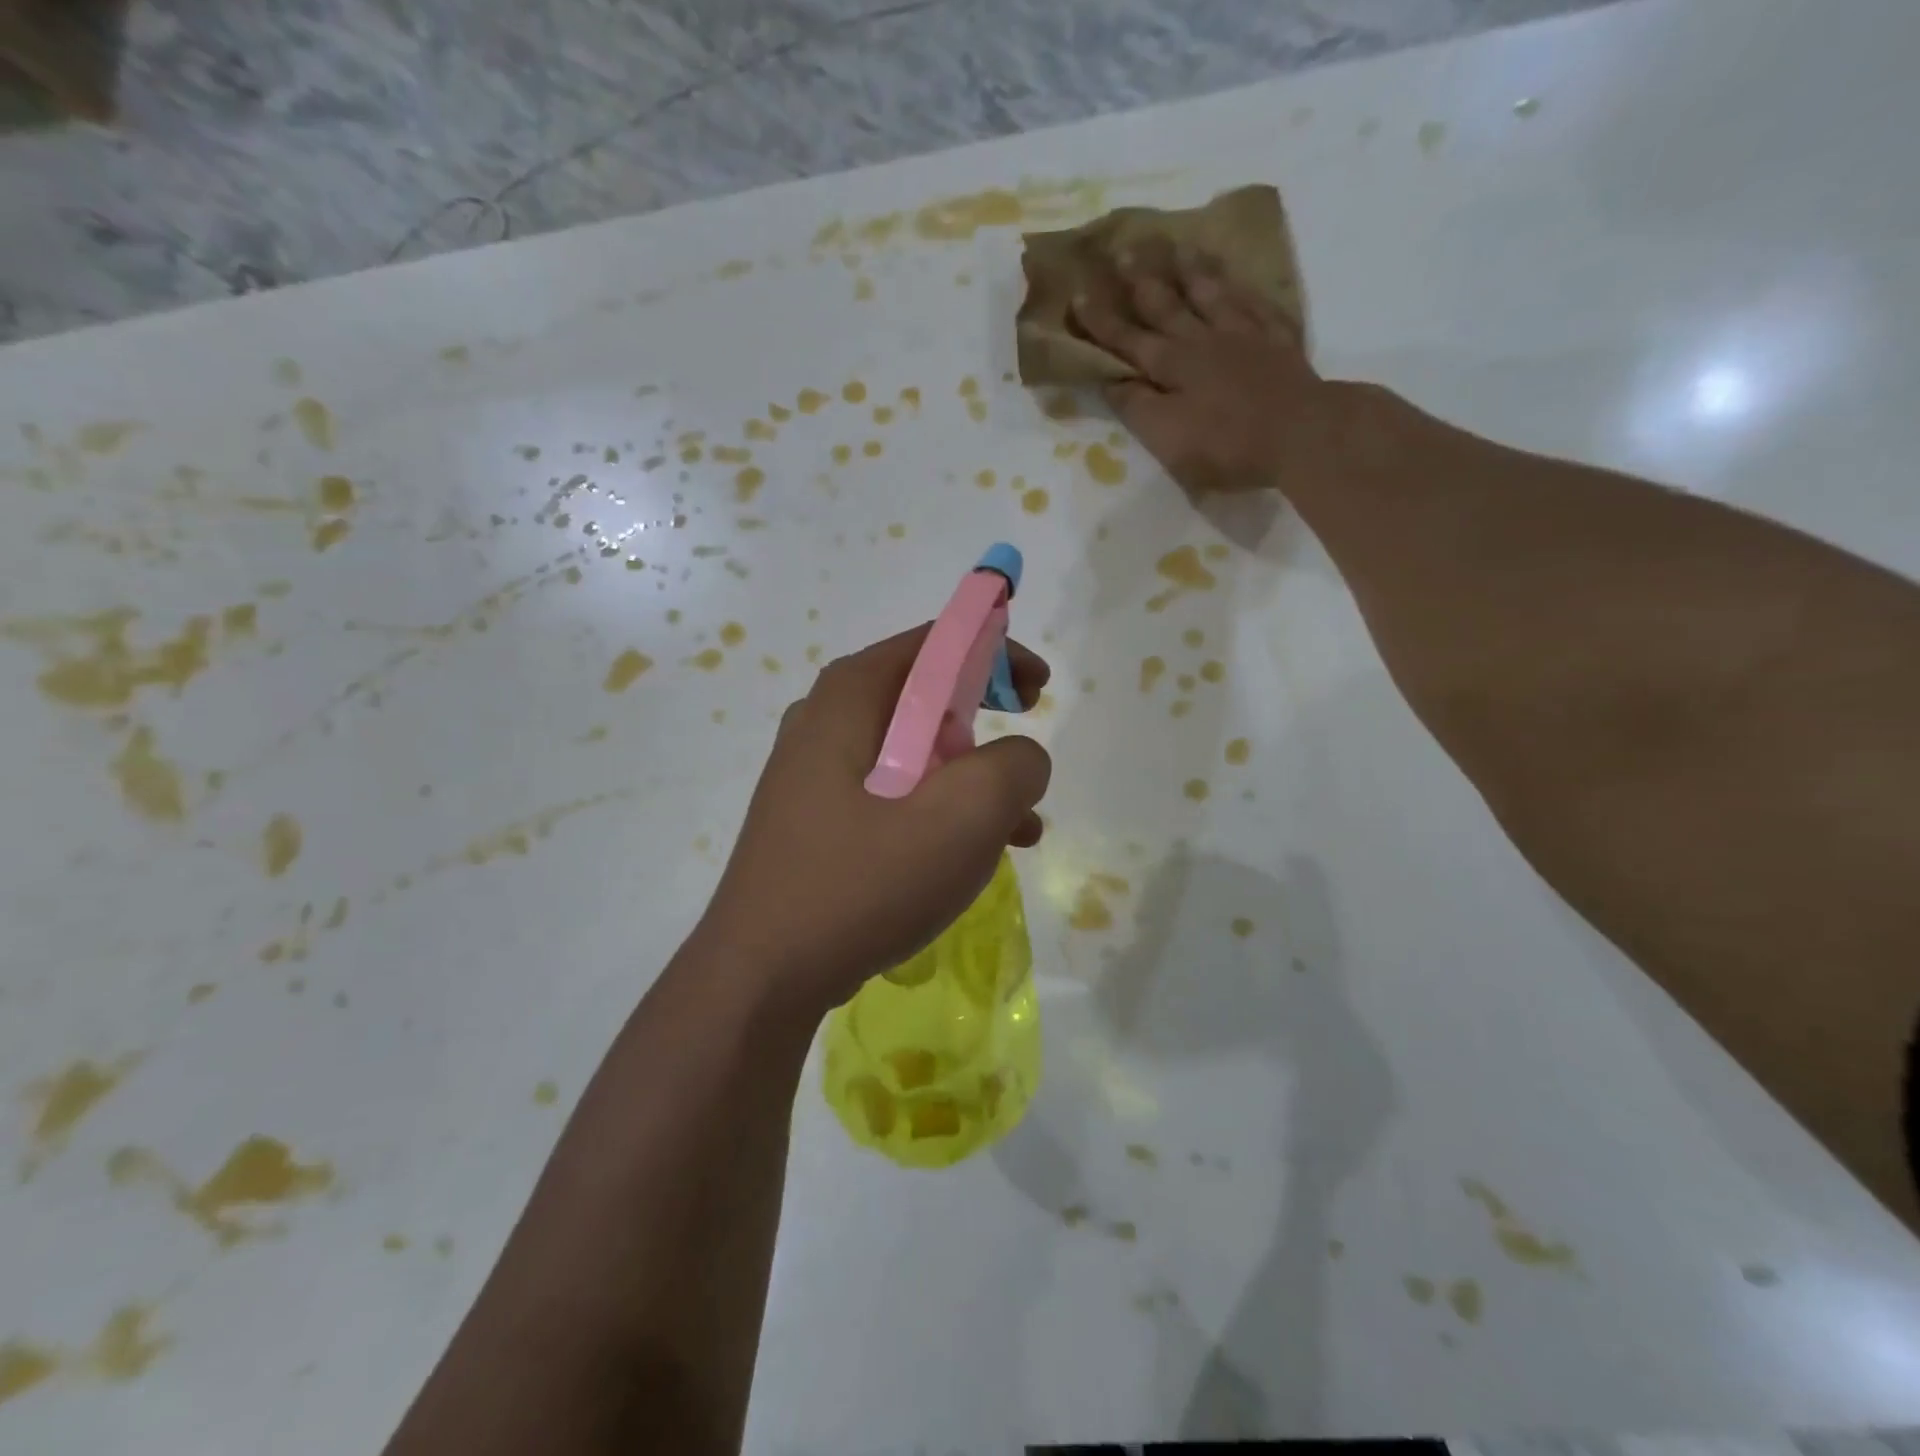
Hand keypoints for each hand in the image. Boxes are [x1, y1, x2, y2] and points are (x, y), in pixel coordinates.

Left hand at [693, 625, 1051, 1017]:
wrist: (762, 976)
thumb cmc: (862, 882)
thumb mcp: (963, 817)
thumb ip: (1014, 767)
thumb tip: (1021, 759)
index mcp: (852, 695)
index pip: (936, 642)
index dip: (997, 653)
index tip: (1038, 691)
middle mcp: (825, 719)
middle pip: (923, 695)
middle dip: (986, 721)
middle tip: (1023, 752)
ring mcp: (813, 772)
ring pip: (912, 753)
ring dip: (970, 778)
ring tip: (1019, 825)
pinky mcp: (815, 818)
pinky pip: (891, 794)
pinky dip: (937, 810)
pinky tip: (973, 857)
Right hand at [1070, 247, 1324, 495]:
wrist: (1301, 434)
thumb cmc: (1226, 445)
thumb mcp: (1167, 438)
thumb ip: (1137, 407)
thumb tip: (1111, 380)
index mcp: (1171, 365)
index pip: (1128, 339)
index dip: (1102, 321)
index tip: (1079, 295)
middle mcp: (1203, 340)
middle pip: (1167, 305)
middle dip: (1141, 280)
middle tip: (1123, 250)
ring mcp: (1243, 335)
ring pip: (1211, 293)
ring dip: (1190, 271)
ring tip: (1177, 247)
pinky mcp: (1277, 340)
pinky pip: (1253, 302)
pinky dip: (1239, 287)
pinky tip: (1235, 278)